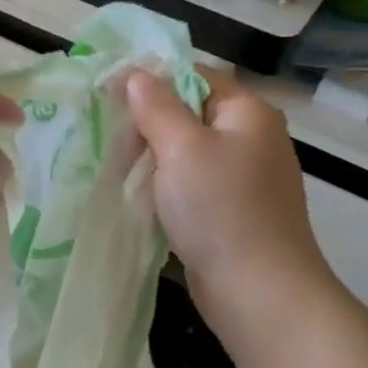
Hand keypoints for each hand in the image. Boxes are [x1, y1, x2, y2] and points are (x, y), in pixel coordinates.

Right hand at [128, 67, 337, 340]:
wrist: (259, 292)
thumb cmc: (220, 210)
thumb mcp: (182, 149)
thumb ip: (157, 108)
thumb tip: (138, 75)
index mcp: (247, 112)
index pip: (195, 76)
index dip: (152, 79)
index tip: (108, 93)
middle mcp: (251, 139)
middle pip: (190, 114)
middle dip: (148, 125)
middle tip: (109, 141)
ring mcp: (244, 179)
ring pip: (188, 154)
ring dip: (153, 160)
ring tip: (116, 170)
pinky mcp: (232, 212)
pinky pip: (193, 187)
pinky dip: (166, 188)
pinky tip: (140, 199)